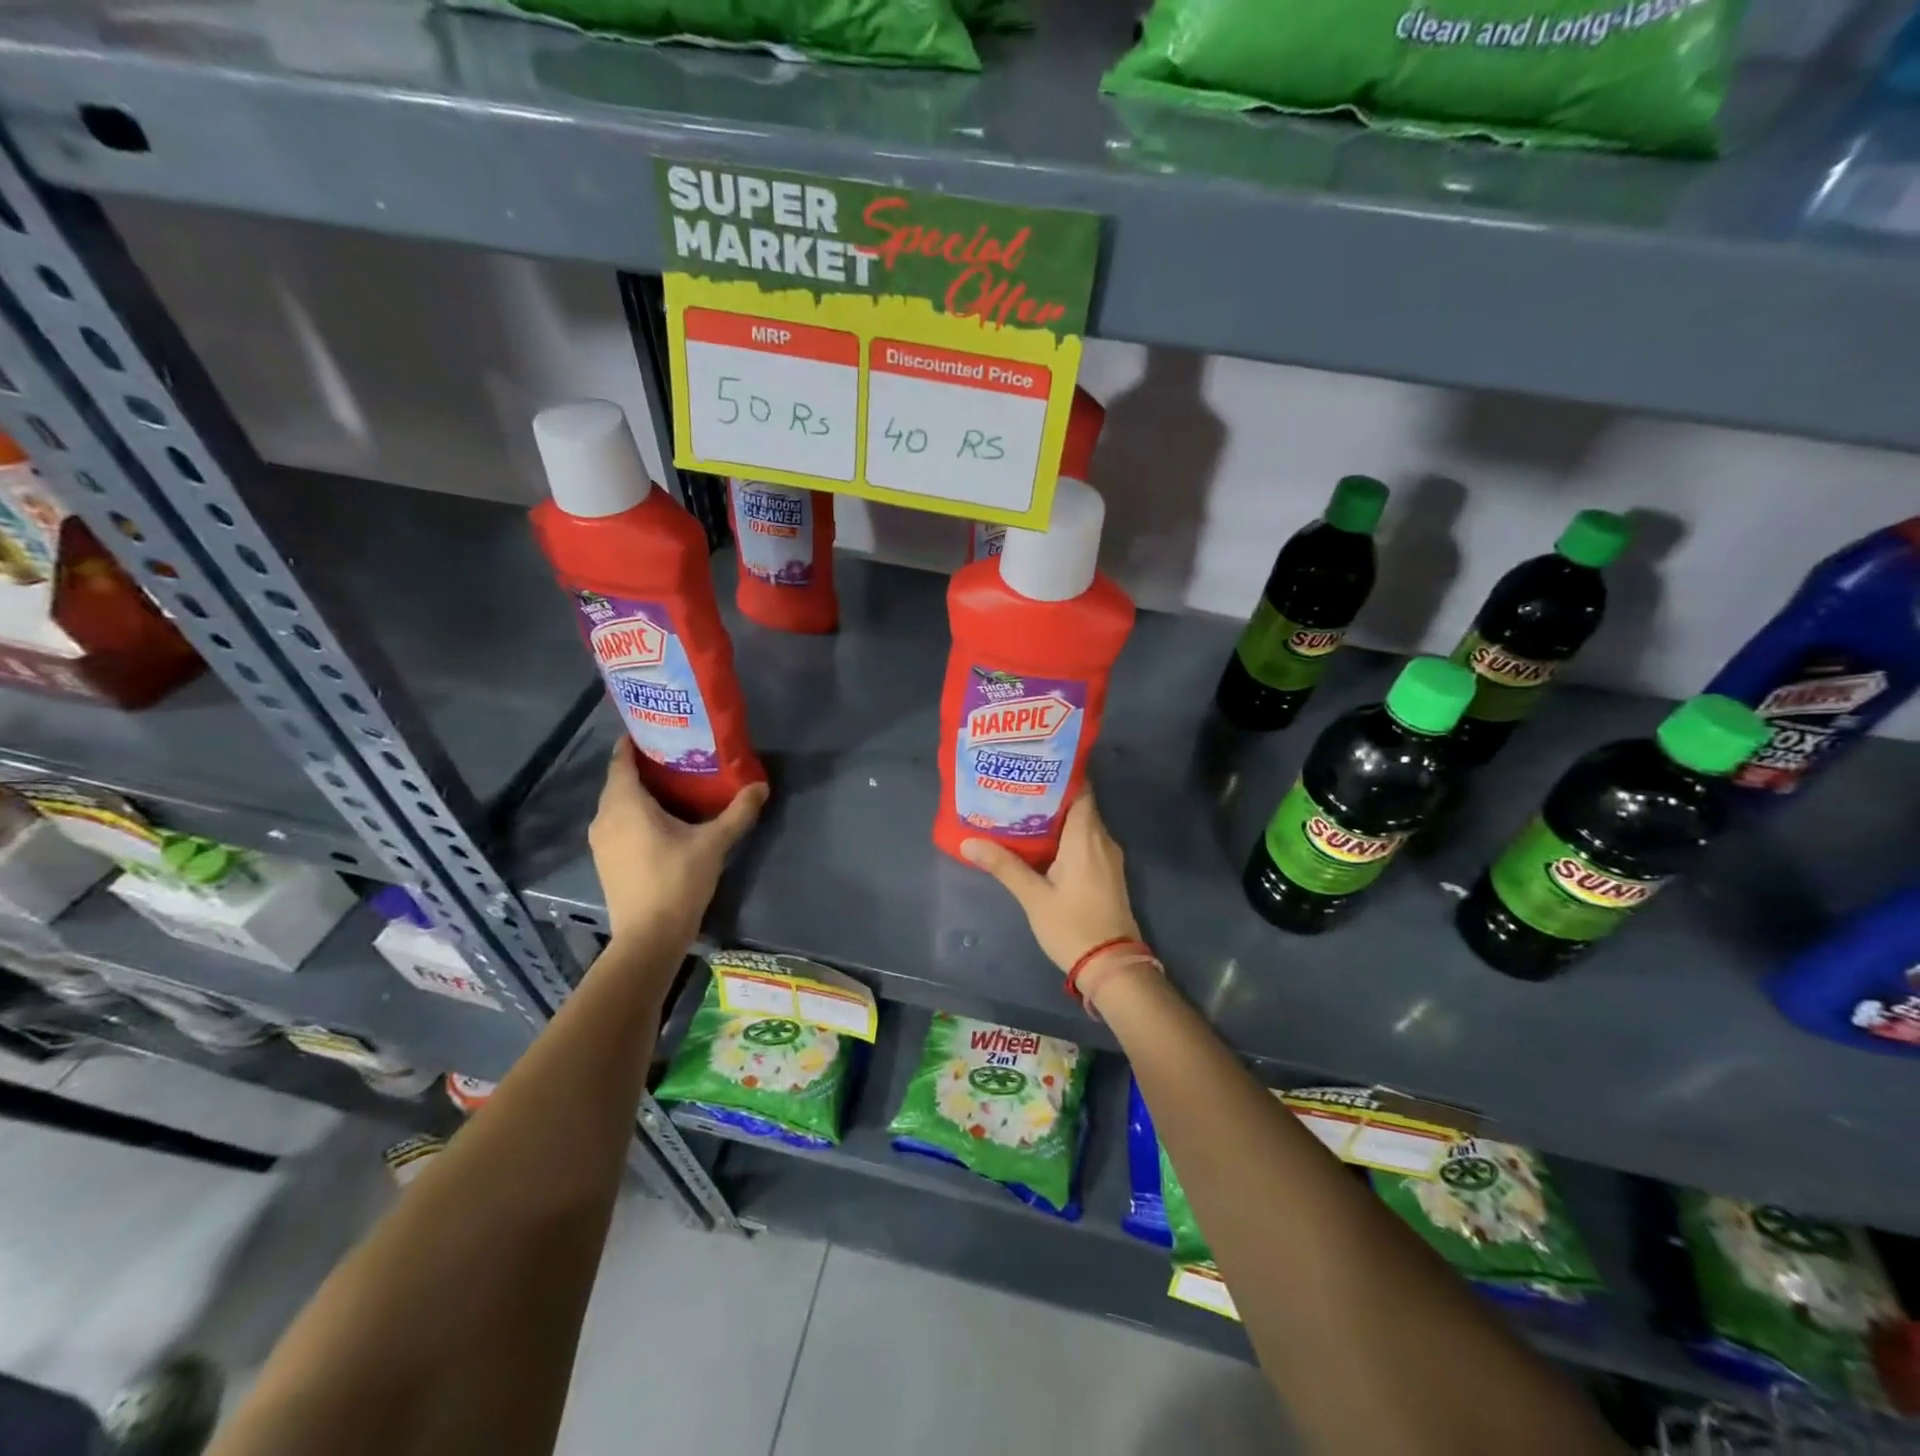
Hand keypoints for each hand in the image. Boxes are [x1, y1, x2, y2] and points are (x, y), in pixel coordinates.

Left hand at [588, 740, 767, 948]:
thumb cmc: (677, 881)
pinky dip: (634, 813)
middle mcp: (604, 817)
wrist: (648, 937)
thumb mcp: (713, 843)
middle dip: (643, 766)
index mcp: (625, 804)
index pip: (621, 760)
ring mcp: (601, 841)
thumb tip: (761, 785)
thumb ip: (738, 813)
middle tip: (676, 755)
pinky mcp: (606, 860)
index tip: (656, 728)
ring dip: (639, 792)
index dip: (634, 742)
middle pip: (619, 780)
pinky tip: (661, 819)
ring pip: (617, 803)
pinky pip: (617, 822)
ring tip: (673, 784)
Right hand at [960, 793, 1141, 975]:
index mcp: (1086, 837)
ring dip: (1056, 817)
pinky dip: (1066, 836)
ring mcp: (1108, 857)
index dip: (1059, 775)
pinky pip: (1086, 841)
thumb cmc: (1073, 926)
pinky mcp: (1107, 873)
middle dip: (1050, 795)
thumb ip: (1004, 866)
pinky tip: (1041, 843)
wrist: (1112, 966)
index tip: (1032, 767)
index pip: (1081, 789)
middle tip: (1016, 788)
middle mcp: (1102, 840)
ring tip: (1021, 811)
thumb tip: (969, 842)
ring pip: (1082, 824)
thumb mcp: (1034, 897)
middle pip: (1079, 805)